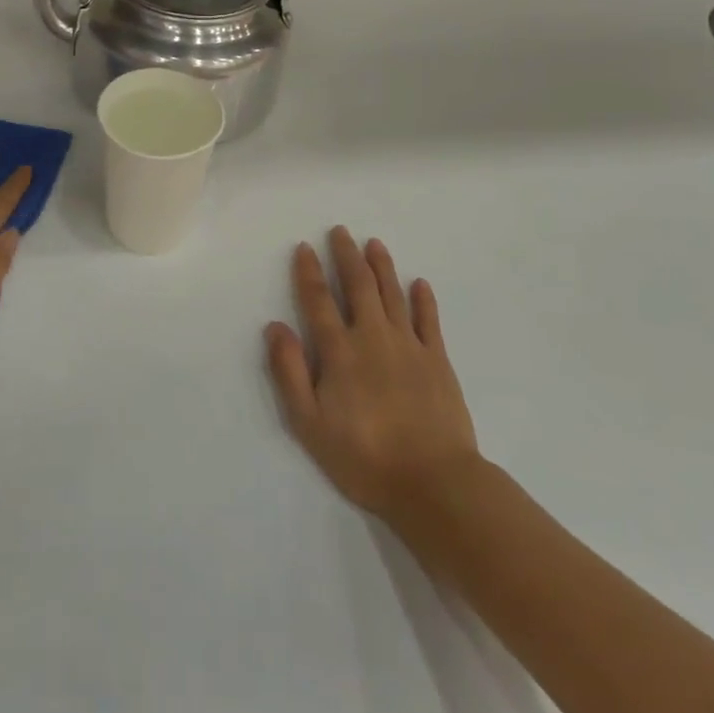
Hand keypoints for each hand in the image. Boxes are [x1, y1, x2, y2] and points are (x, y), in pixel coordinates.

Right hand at [265, 227, 479, 520]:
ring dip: (382, 266)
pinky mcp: (438, 361)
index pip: (319, 300)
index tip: (304, 246)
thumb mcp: (310, 422)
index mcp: (340, 351)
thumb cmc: (364, 456)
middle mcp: (372, 337)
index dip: (309, 271)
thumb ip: (291, 372)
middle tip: (341, 231)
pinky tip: (419, 283)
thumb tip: (275, 326)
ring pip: (392, 294)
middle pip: (358, 286)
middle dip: (347, 256)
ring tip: (374, 243)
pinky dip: (423, 299)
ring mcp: (409, 346)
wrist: (434, 481)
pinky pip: (429, 321)